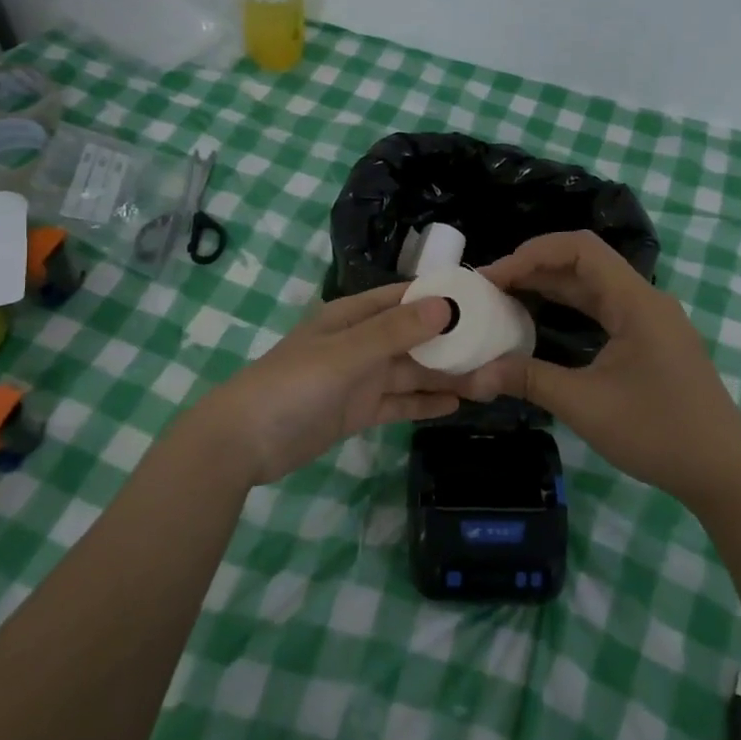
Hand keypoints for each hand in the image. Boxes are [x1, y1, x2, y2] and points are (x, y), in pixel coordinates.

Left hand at [185, 284, 462, 487]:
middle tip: (496, 348)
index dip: (439, 296)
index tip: (481, 300)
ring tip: (487, 380)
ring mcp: (359, 379)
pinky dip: (423, 403)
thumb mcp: (347, 354)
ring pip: (410, 372)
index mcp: (352, 317)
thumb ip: (395, 331)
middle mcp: (359, 343)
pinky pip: (398, 402)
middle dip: (450, 342)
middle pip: (413, 337)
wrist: (244, 442)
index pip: (403, 297)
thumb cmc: (293, 385)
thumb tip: (446, 304)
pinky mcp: (357, 412)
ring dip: (443, 375)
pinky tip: (455, 405)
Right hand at [459, 231, 740, 507]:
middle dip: (534, 269)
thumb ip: (528, 380)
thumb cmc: (658, 432)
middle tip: (488, 290)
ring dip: (550, 288)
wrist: (724, 472)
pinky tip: (540, 323)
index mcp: (636, 302)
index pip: (580, 248)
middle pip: (584, 263)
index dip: (532, 253)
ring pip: (593, 287)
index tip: (493, 278)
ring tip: (504, 301)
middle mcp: (645, 300)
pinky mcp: (651, 341)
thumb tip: (474, 375)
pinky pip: (603, 309)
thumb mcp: (585, 405)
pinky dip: (569, 309)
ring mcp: (651, 321)